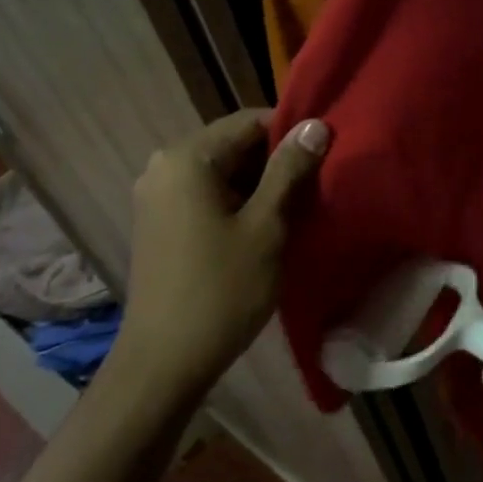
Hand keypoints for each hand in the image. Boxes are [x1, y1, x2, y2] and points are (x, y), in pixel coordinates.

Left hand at [115, 109, 328, 389]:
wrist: (165, 361)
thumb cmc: (222, 289)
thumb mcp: (266, 225)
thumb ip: (290, 170)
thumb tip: (315, 125)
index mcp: (187, 158)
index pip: (249, 121)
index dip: (291, 134)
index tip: (325, 156)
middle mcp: (164, 166)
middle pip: (234, 144)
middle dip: (276, 161)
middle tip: (317, 185)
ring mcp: (157, 195)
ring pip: (222, 171)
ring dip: (259, 184)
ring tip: (298, 207)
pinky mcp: (158, 222)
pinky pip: (206, 194)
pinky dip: (237, 201)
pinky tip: (264, 227)